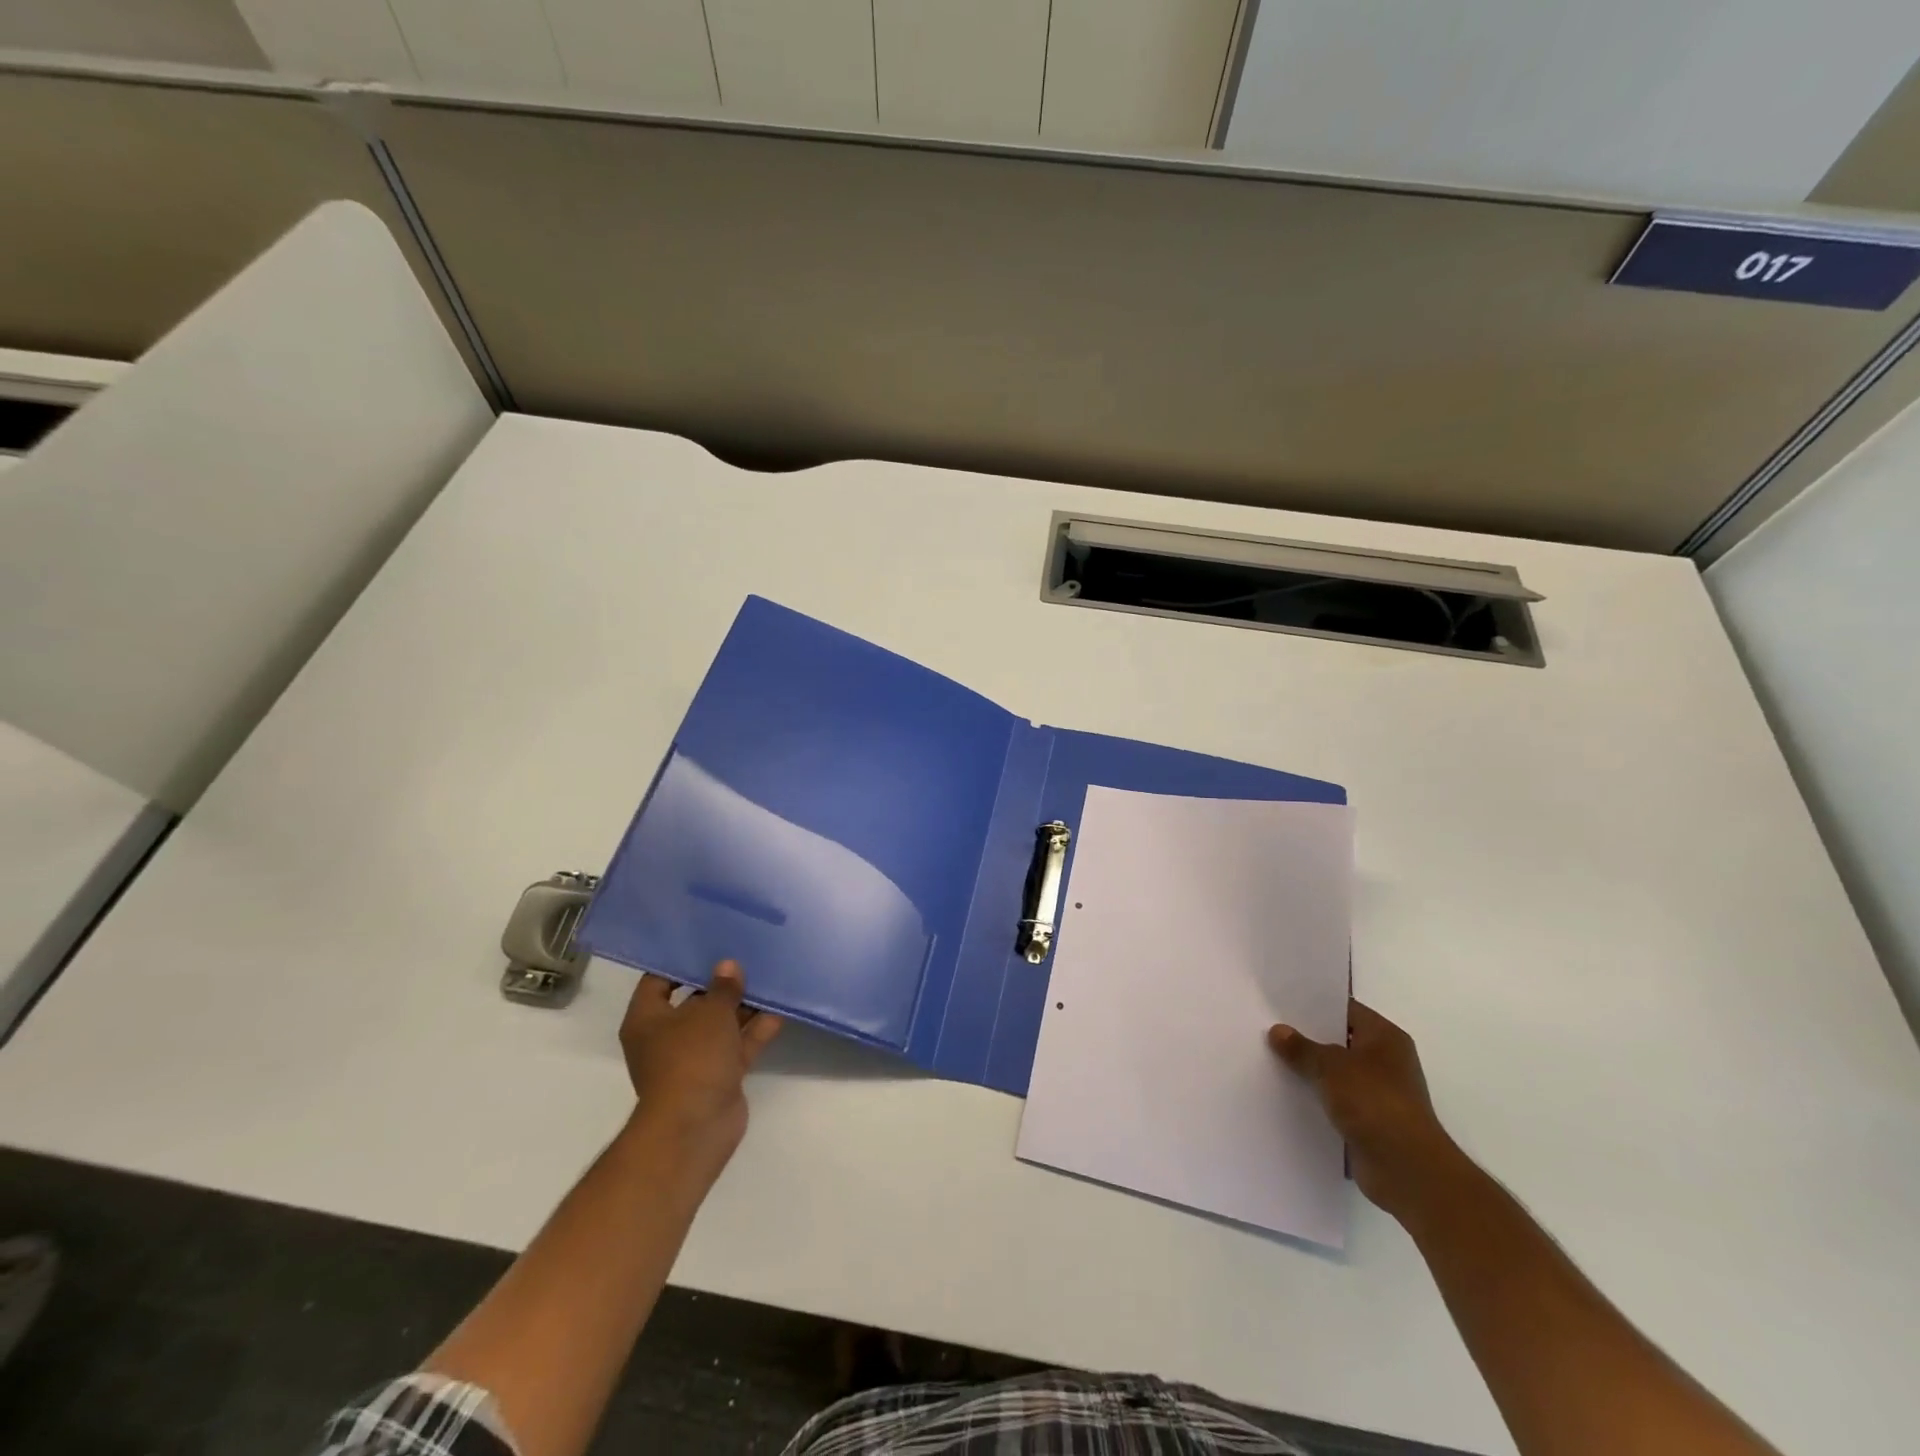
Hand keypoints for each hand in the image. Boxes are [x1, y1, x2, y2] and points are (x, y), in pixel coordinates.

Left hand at [619, 961, 782, 1169]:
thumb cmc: (691, 1058)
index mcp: (647, 1020)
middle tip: (746, 955)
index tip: (708, 943)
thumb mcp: (710, 1012)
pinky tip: (779, 1011)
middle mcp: (666, 1038)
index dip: (681, 962)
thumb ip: (724, 987)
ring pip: (720, 1024)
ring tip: (769, 977)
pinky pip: (737, 1046)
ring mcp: (693, 1058)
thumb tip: (728, 966)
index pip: (657, 981)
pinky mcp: (718, 1075)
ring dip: (743, 1007)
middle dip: (720, 983)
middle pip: (694, 1002)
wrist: (696, 1125)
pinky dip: (755, 1031)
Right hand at [1269, 1001, 1464, 1219]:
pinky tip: (1285, 1094)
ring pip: (1335, 1073)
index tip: (1280, 1004)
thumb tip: (1278, 1031)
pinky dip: (1316, 1099)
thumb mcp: (1330, 1066)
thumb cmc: (1374, 1103)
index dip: (1314, 1005)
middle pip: (1339, 1041)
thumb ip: (1302, 1048)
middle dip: (1307, 1039)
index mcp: (1385, 1037)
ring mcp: (1379, 1093)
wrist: (1407, 1170)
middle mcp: (1386, 1061)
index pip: (1345, 1010)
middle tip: (1268, 1029)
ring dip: (1310, 1072)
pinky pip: (1336, 1101)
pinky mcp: (1370, 1122)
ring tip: (1269, 1059)